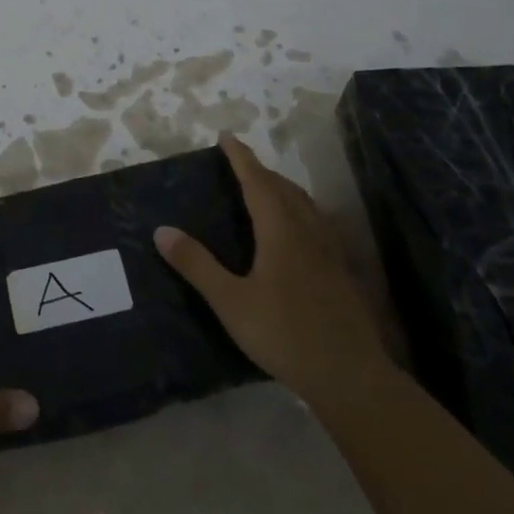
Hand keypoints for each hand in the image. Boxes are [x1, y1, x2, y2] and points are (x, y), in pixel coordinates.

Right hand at [155, 133, 391, 402]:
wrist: (351, 376)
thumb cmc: (285, 335)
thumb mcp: (231, 302)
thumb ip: (197, 265)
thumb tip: (162, 230)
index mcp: (280, 230)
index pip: (257, 181)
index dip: (241, 157)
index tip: (225, 136)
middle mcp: (307, 230)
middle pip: (283, 188)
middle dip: (260, 170)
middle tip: (238, 164)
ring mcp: (329, 250)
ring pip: (304, 204)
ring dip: (281, 188)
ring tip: (264, 189)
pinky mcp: (340, 271)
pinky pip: (316, 223)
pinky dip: (299, 210)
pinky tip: (296, 231)